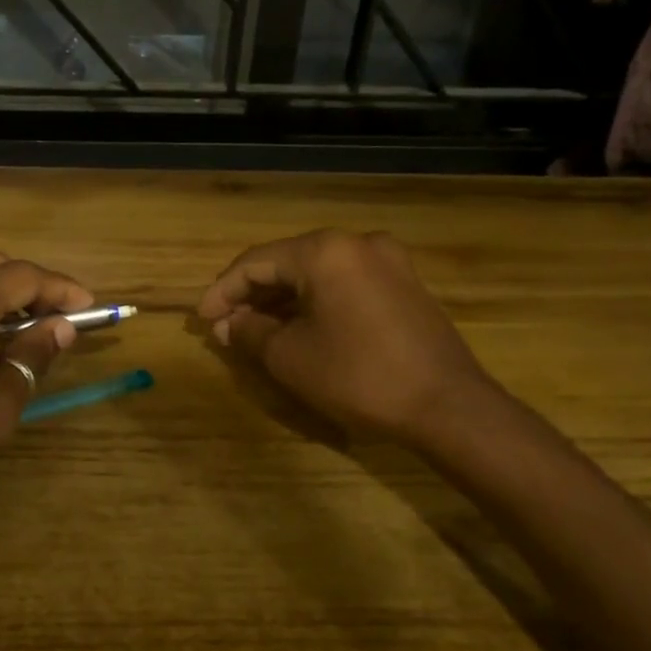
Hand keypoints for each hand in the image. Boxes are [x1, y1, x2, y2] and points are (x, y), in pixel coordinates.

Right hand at [197, 229, 491, 440]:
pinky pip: (345, 284)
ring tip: (255, 331)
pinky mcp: (405, 285)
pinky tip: (298, 328)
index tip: (202, 320)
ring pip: (317, 274)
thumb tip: (228, 324)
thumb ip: (250, 332)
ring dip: (282, 301)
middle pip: (287, 263)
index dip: (222, 291)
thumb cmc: (359, 376)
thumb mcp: (290, 357)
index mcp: (325, 251)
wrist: (448, 406)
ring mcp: (388, 262)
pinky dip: (315, 303)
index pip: (256, 262)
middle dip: (252, 296)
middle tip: (226, 326)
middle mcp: (358, 243)